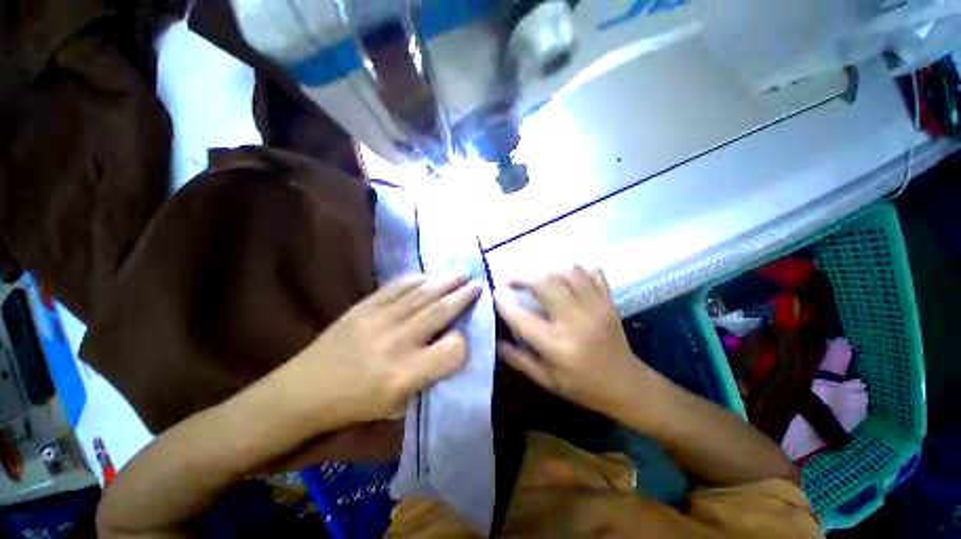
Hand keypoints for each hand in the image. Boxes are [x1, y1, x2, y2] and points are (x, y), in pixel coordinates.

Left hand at [277, 274, 480, 425]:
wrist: (304, 390)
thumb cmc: (355, 404)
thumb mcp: (399, 405)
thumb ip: (429, 377)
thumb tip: (450, 349)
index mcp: (405, 374)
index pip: (452, 350)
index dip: (463, 342)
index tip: (465, 337)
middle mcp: (397, 341)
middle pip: (440, 311)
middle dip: (463, 296)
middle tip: (478, 285)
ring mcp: (379, 318)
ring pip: (422, 293)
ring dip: (446, 281)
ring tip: (462, 274)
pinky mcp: (365, 305)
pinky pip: (398, 286)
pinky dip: (418, 279)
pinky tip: (430, 276)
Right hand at [494, 266, 646, 414]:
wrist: (627, 386)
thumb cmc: (583, 386)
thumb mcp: (546, 380)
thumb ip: (518, 359)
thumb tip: (496, 340)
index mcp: (557, 345)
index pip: (522, 317)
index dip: (504, 302)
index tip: (496, 292)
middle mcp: (575, 320)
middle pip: (545, 283)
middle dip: (523, 277)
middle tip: (513, 281)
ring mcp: (595, 306)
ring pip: (568, 272)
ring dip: (549, 272)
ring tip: (540, 282)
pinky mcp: (608, 301)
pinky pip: (592, 272)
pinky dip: (577, 271)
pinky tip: (567, 280)